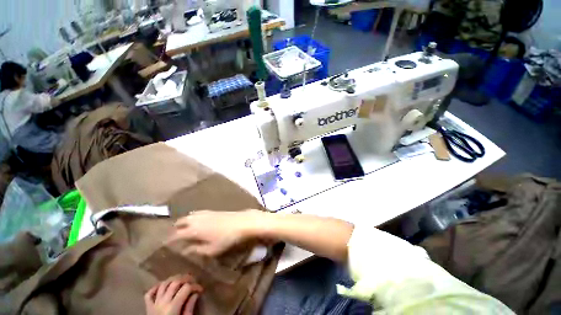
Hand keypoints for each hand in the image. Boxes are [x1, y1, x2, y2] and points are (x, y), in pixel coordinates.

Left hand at [144, 275, 202, 314]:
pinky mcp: (148, 307)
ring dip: (173, 279)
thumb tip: (195, 294)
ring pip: (164, 284)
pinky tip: (163, 286)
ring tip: (181, 281)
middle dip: (186, 279)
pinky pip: (149, 294)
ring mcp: (154, 304)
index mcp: (172, 307)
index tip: (201, 289)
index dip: (195, 286)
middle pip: (175, 282)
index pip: (186, 288)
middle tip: (193, 281)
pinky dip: (156, 287)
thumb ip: (189, 308)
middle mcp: (162, 302)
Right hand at [168, 210, 265, 256]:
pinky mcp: (212, 210)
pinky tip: (196, 221)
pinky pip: (197, 213)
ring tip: (182, 228)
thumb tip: (185, 250)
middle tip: (172, 236)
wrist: (241, 222)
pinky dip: (192, 217)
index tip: (164, 244)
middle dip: (174, 228)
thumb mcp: (211, 249)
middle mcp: (196, 219)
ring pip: (188, 216)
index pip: (176, 234)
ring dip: (183, 222)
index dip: (169, 239)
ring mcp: (204, 213)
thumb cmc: (226, 238)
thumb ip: (196, 249)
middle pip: (180, 222)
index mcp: (193, 230)